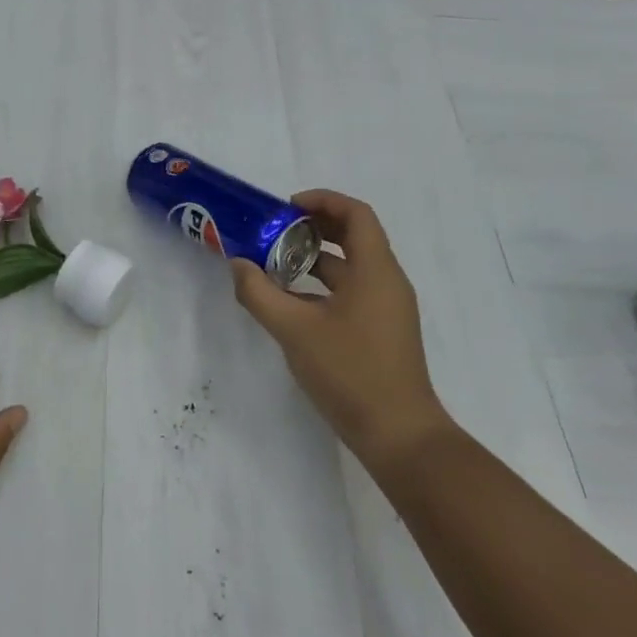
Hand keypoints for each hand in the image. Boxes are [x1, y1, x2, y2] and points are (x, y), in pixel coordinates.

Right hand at [231, 190, 452, 473]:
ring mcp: (386, 309)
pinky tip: (290, 302)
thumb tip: (237, 264)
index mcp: (375, 271)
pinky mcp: (380, 331)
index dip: (322, 201)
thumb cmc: (351, 372)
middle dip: (313, 228)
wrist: (399, 436)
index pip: (356, 214)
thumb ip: (259, 293)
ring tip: (273, 263)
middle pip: (354, 236)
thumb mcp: (294, 330)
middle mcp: (386, 282)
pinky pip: (350, 292)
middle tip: (274, 231)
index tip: (286, 207)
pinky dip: (321, 286)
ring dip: (313, 258)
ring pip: (350, 267)